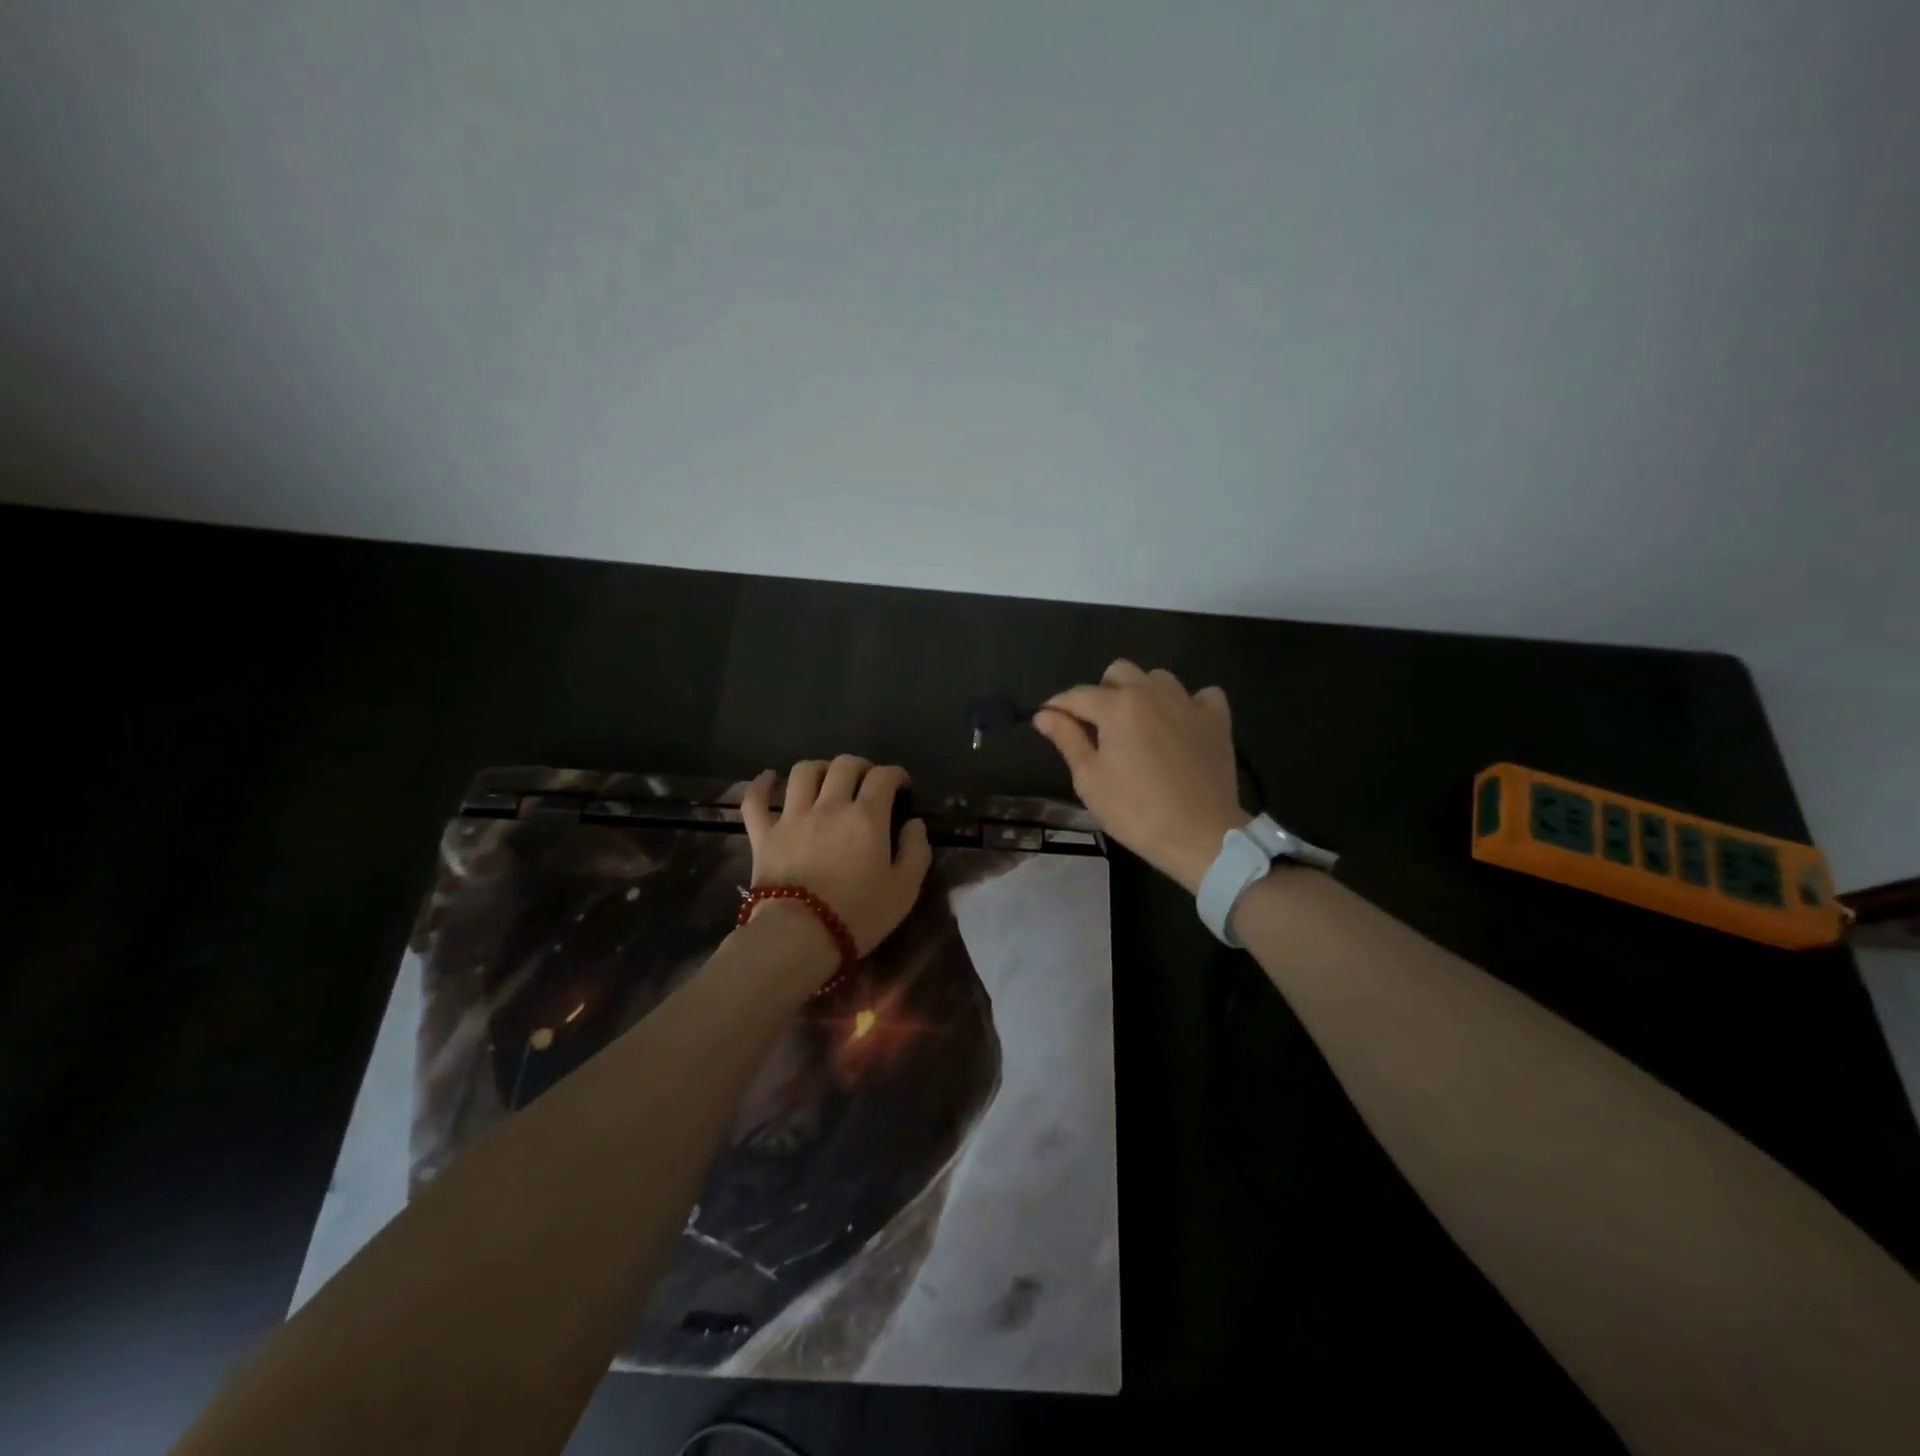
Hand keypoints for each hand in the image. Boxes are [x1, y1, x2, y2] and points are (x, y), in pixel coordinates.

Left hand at [741, 757, 932, 956]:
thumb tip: (914, 824)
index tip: (902, 786)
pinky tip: (769, 778)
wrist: (799, 936)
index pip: (883, 777)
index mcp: (866, 817)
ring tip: (827, 779)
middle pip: (844, 765)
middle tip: (867, 781)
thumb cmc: (858, 915)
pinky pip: (756, 800)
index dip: (896, 774)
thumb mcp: (905, 889)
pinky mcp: (763, 835)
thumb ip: (916, 851)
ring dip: (819, 768)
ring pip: (803, 772)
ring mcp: (792, 817)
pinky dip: (762, 785)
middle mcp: (829, 806)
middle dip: (861, 766)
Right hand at [1033, 660, 1245, 894]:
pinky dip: (1188, 704)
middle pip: (1119, 672)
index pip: (1077, 695)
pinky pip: (1201, 695)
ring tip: (1139, 725)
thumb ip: (1067, 739)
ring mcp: (1188, 702)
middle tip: (1099, 727)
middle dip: (1102, 692)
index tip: (1047, 720)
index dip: (1057, 706)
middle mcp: (1151, 692)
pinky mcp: (1217, 719)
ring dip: (1143, 693)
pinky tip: (1181, 725)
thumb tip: (1044, 714)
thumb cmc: (1135, 811)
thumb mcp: (1090, 779)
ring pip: (1157, 678)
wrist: (1200, 835)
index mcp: (1116, 706)